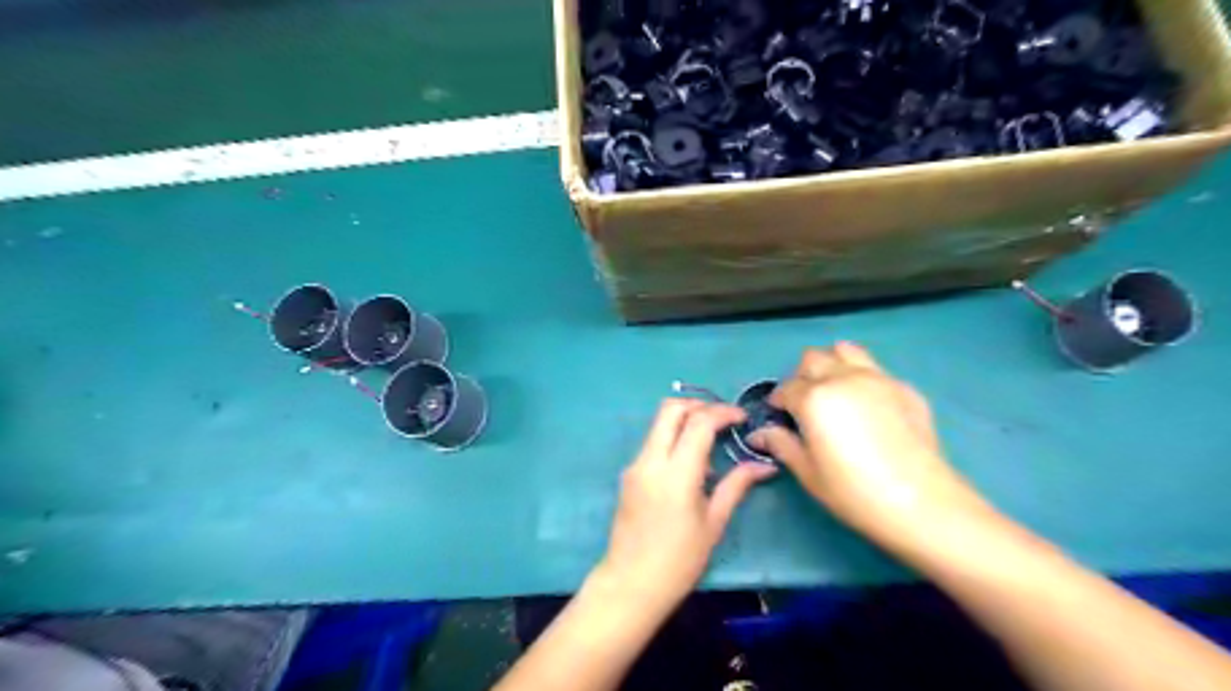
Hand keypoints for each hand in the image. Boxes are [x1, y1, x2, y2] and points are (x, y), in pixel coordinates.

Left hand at [600, 401, 778, 613]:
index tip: (742, 417)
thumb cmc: (679, 560)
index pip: (699, 422)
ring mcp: (635, 465)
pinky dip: (673, 437)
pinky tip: (691, 461)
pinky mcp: (629, 473)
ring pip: (658, 423)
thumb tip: (765, 465)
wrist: (631, 583)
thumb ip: (737, 486)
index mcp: (676, 473)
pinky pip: (653, 442)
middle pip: (670, 409)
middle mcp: (651, 460)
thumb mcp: (714, 523)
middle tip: (723, 419)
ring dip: (684, 419)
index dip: (723, 412)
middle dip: (699, 405)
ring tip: (711, 438)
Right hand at [750, 345, 987, 548]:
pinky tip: (870, 409)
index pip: (786, 387)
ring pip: (846, 351)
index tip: (780, 416)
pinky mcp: (905, 388)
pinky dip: (864, 380)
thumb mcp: (808, 472)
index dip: (778, 401)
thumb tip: (761, 434)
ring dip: (833, 365)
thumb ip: (782, 445)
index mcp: (814, 398)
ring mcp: (878, 379)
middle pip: (814, 358)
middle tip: (806, 404)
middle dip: (803, 376)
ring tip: (836, 392)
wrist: (920, 502)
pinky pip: (876, 371)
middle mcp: (843, 378)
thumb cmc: (853, 491)